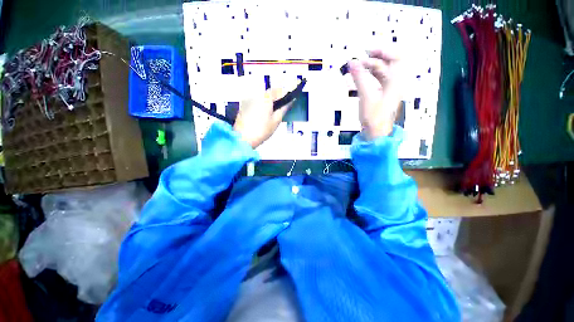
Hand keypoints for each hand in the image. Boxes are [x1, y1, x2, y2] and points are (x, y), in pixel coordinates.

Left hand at [233, 88, 291, 148]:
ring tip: (269, 116)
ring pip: (260, 99)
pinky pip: (253, 104)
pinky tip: (259, 118)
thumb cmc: (261, 130)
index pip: (277, 90)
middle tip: (278, 111)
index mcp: (265, 98)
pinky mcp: (242, 107)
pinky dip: (258, 108)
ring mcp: (247, 101)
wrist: (242, 139)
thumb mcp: (276, 121)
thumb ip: (284, 109)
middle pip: (268, 94)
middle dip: (274, 100)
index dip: (283, 95)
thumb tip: (290, 101)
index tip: (287, 101)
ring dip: (266, 104)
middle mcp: (255, 95)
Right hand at [348, 49, 405, 139]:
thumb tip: (352, 62)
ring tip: (354, 69)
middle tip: (357, 61)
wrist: (375, 133)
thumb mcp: (367, 96)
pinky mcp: (381, 96)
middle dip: (372, 59)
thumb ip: (360, 78)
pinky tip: (356, 79)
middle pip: (387, 64)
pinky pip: (375, 81)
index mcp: (396, 81)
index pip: (397, 57)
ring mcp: (388, 89)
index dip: (384, 51)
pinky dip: (366, 78)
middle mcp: (394, 83)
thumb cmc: (374, 116)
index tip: (367, 51)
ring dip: (368, 69)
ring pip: (380, 73)